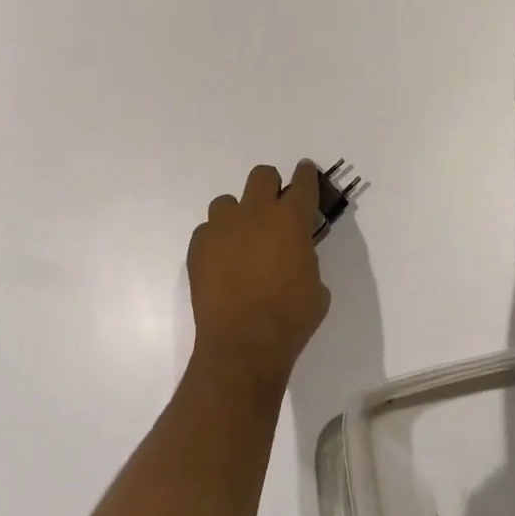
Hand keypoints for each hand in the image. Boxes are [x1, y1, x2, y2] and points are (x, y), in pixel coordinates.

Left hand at [186, 162, 329, 388]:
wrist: (243, 344)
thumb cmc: (290, 318)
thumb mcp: (316, 286)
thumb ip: (307, 258)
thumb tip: (296, 253)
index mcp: (290, 219)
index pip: (303, 182)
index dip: (306, 174)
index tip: (306, 171)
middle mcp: (255, 212)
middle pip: (261, 175)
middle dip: (270, 186)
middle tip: (273, 208)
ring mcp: (222, 226)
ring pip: (227, 202)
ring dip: (238, 215)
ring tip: (241, 241)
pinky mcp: (198, 245)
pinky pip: (207, 230)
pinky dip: (216, 241)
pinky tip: (221, 263)